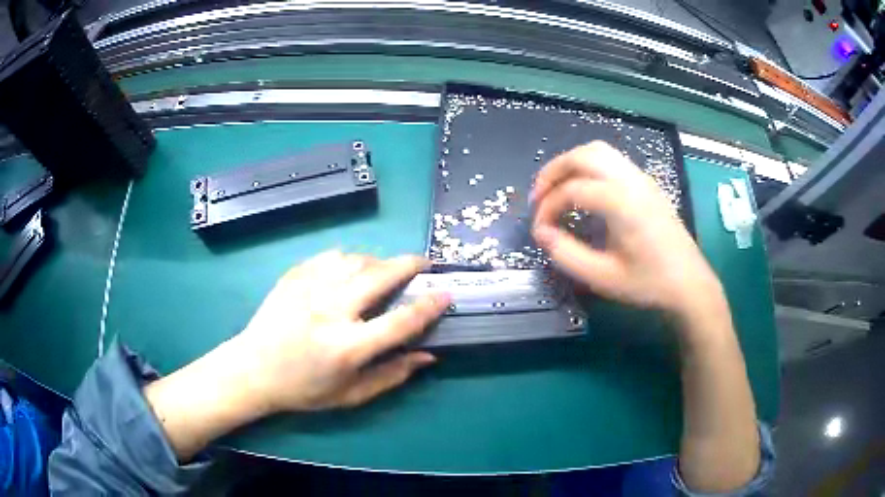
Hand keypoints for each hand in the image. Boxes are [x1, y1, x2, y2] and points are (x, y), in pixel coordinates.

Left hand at [238, 250, 449, 412]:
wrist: (253, 369)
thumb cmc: (304, 389)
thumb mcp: (351, 395)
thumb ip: (392, 375)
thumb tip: (428, 356)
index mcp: (346, 347)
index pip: (400, 321)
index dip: (428, 306)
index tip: (445, 294)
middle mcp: (330, 311)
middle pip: (379, 276)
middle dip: (409, 264)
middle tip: (423, 263)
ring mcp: (308, 289)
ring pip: (356, 260)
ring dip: (379, 262)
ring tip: (385, 271)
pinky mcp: (294, 276)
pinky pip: (331, 256)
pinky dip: (349, 260)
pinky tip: (350, 271)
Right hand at [530, 141, 723, 320]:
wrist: (689, 283)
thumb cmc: (648, 283)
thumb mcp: (603, 277)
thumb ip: (566, 254)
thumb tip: (541, 233)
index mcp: (622, 202)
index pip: (572, 190)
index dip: (548, 208)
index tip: (539, 231)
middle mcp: (631, 180)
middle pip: (583, 155)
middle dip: (553, 172)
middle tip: (539, 198)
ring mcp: (641, 178)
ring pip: (598, 151)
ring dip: (571, 164)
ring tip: (558, 189)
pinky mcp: (647, 183)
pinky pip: (612, 160)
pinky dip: (589, 166)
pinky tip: (585, 190)